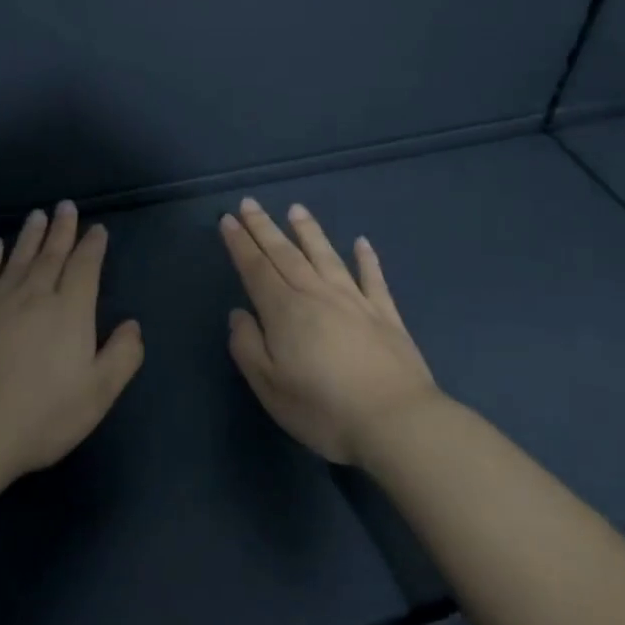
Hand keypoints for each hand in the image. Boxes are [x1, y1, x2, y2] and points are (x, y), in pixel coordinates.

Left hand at [0, 202, 143, 478]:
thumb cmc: (41, 414)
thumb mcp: (98, 393)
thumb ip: (122, 355)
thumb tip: (133, 324)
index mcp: (70, 311)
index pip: (85, 267)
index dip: (92, 246)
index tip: (97, 229)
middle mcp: (35, 296)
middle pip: (51, 255)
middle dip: (62, 229)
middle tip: (66, 205)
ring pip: (18, 259)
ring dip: (29, 235)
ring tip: (37, 215)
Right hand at [220, 198, 441, 466]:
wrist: (396, 421)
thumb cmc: (324, 409)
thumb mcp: (270, 387)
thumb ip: (248, 347)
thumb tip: (239, 314)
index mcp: (285, 311)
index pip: (256, 268)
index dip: (240, 243)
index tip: (228, 220)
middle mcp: (317, 294)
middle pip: (286, 254)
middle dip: (264, 227)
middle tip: (250, 203)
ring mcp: (355, 300)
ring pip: (326, 256)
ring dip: (309, 231)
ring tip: (296, 209)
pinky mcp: (385, 314)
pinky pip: (373, 278)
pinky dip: (366, 258)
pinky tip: (362, 242)